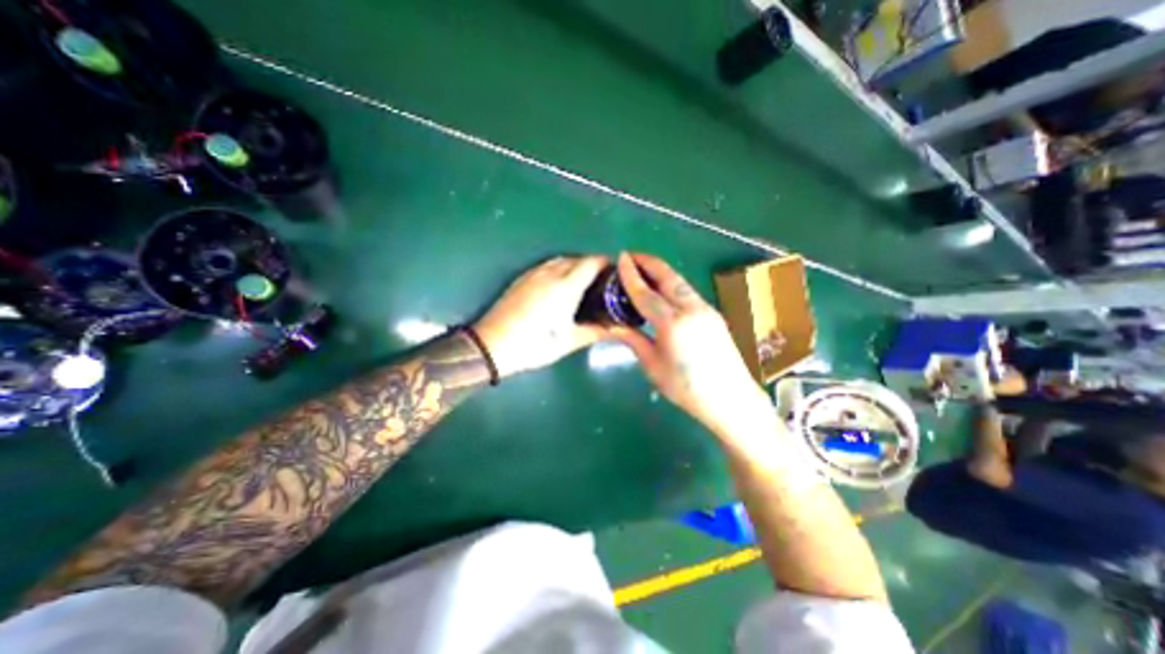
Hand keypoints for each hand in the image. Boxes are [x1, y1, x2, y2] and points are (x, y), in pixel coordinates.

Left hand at [472, 254, 609, 378]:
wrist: (493, 345)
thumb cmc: (535, 345)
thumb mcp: (569, 341)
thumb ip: (594, 332)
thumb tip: (615, 330)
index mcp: (566, 287)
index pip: (591, 263)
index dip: (605, 262)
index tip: (614, 270)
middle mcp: (550, 274)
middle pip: (576, 259)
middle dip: (591, 264)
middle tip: (600, 280)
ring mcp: (533, 275)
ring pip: (559, 260)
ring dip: (574, 264)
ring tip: (581, 281)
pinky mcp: (521, 279)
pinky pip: (545, 266)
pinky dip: (558, 268)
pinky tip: (557, 284)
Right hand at [610, 253, 771, 435]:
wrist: (731, 399)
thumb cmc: (687, 389)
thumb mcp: (654, 367)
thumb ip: (634, 340)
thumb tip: (614, 326)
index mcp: (672, 324)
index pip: (646, 293)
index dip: (631, 275)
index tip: (621, 258)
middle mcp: (691, 309)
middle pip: (667, 277)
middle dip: (648, 263)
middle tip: (632, 256)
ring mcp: (705, 309)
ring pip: (680, 282)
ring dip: (661, 271)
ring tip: (645, 267)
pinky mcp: (713, 314)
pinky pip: (688, 291)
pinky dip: (673, 283)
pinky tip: (664, 288)